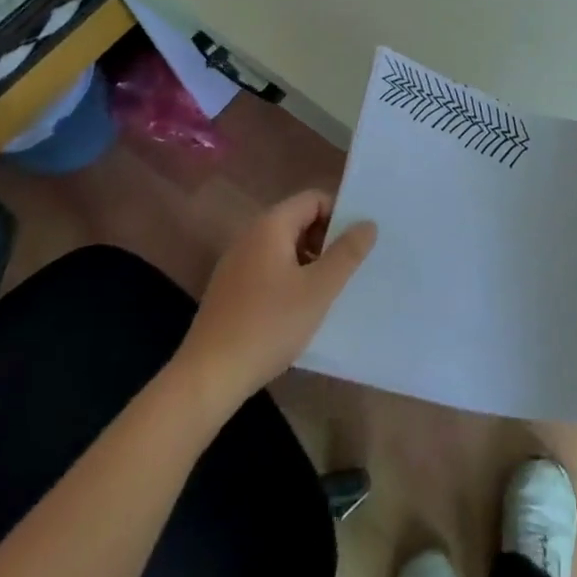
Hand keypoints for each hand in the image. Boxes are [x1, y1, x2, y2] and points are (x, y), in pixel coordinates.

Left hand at [178, 190, 375, 408]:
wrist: (208, 377)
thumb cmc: (269, 325)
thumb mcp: (319, 289)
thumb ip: (347, 253)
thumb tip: (368, 223)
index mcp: (270, 227)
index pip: (313, 199)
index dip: (339, 215)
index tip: (357, 244)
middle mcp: (250, 236)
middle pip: (298, 221)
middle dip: (326, 240)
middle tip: (347, 270)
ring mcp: (236, 264)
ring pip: (284, 248)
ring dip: (310, 262)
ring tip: (328, 292)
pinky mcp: (230, 290)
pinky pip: (269, 269)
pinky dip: (290, 279)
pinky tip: (299, 310)